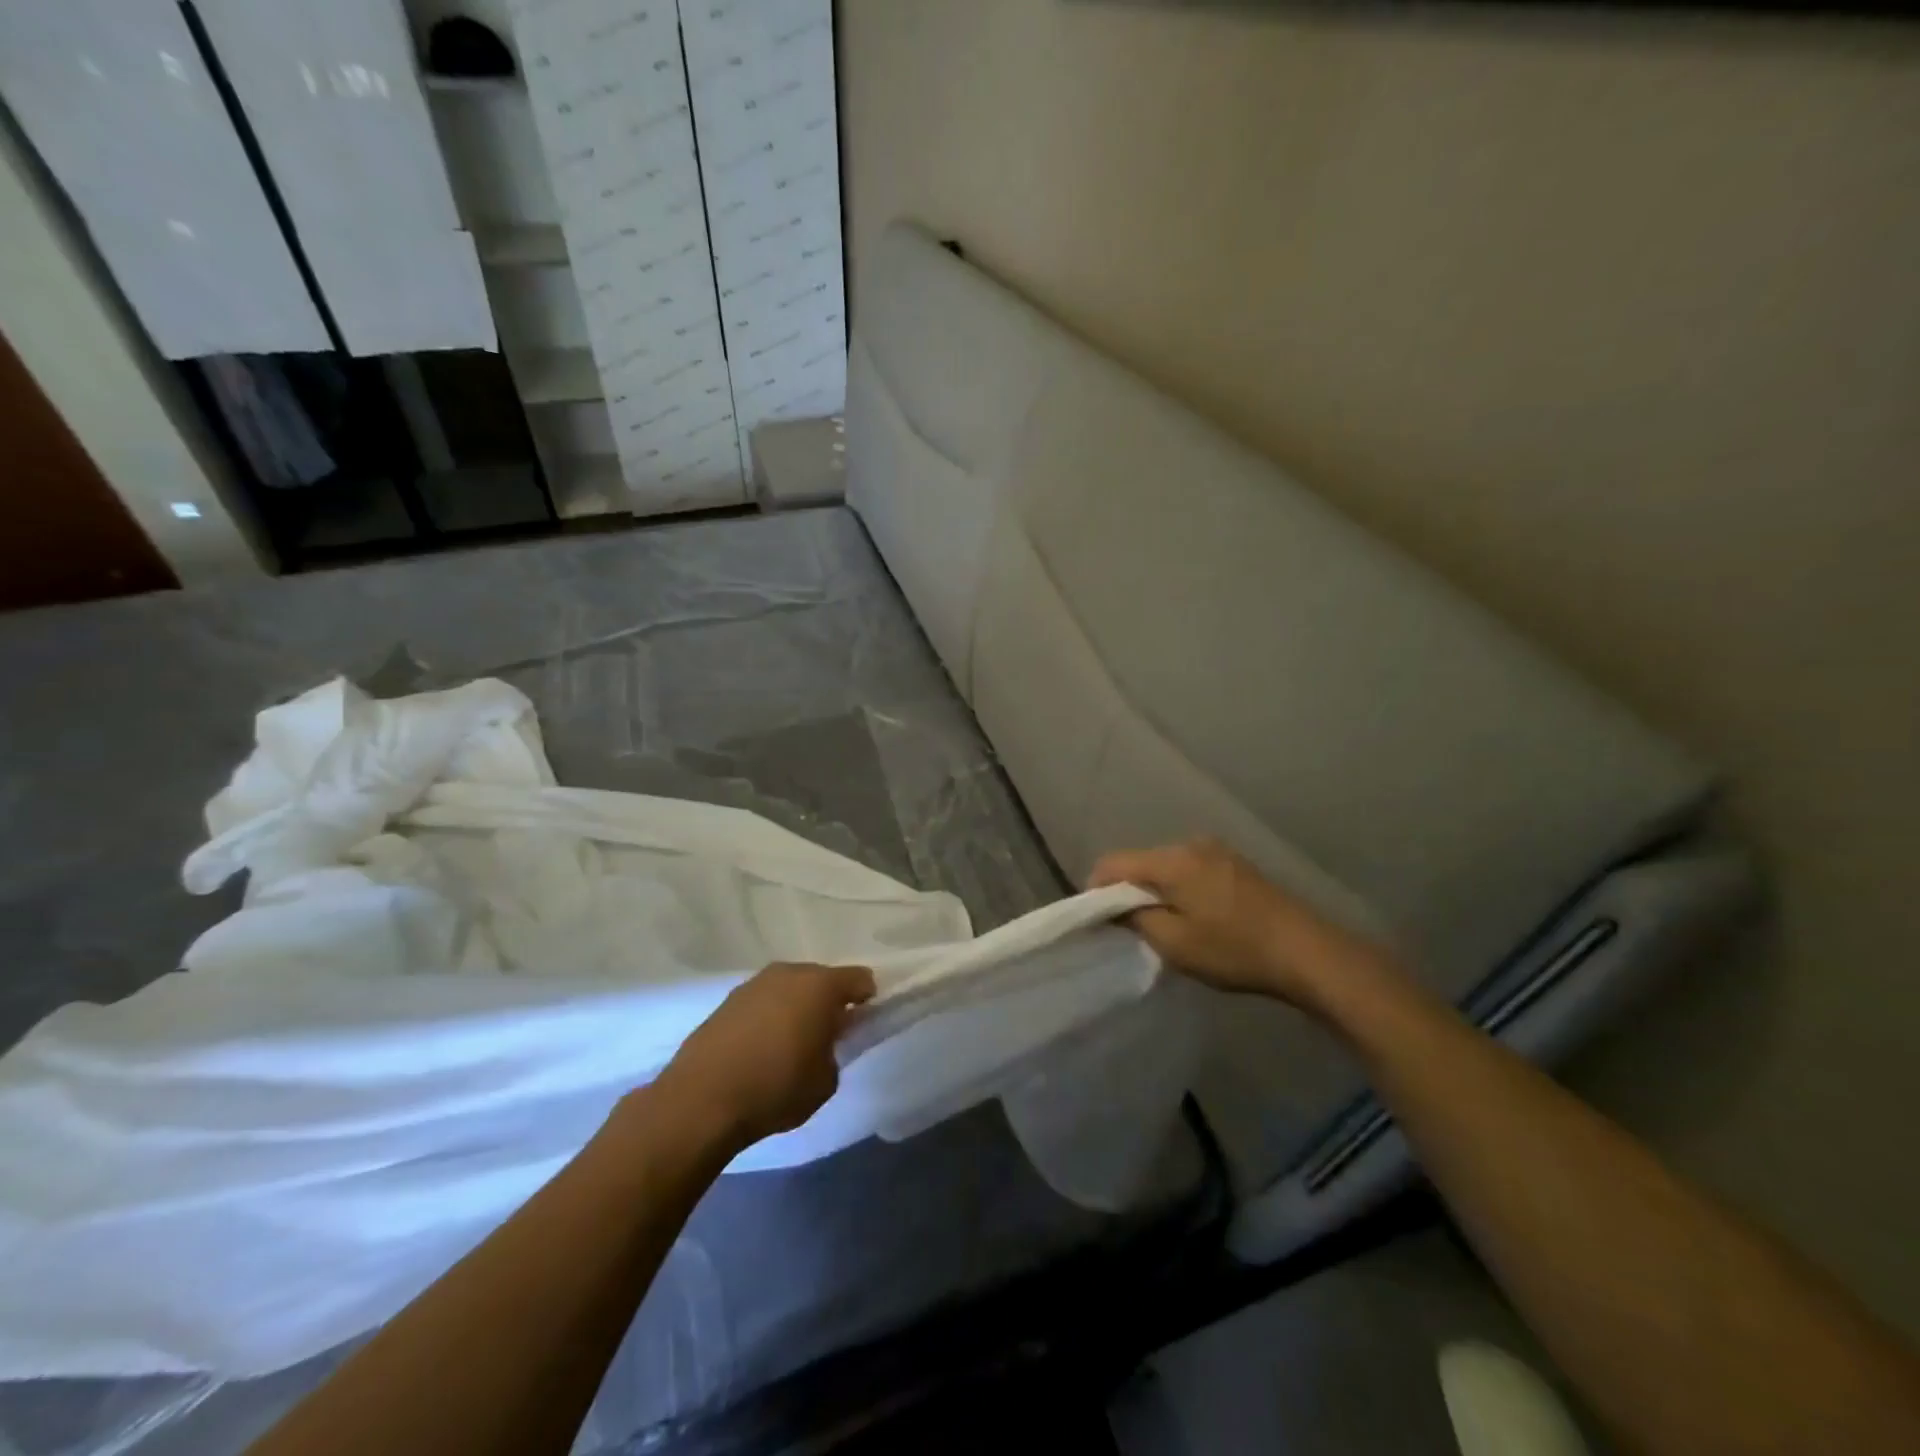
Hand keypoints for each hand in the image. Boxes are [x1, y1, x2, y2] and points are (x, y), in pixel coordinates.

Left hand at [654, 962, 875, 1151]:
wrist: (700, 1100)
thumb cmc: (776, 1087)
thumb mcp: (825, 1080)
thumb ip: (834, 1052)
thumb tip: (822, 1043)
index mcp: (820, 985)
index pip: (859, 978)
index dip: (866, 998)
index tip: (862, 1022)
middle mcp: (788, 973)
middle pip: (821, 979)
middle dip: (828, 1001)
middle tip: (828, 1035)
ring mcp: (754, 984)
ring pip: (789, 988)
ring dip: (796, 1007)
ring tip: (791, 1043)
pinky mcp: (727, 1001)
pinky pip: (762, 1002)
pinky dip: (769, 1016)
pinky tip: (761, 1047)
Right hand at [1089, 838, 1382, 1010]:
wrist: (1307, 952)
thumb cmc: (1235, 949)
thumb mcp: (1175, 944)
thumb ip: (1136, 920)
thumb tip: (1117, 906)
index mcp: (1172, 860)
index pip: (1114, 863)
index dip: (1096, 888)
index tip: (1097, 919)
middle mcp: (1191, 844)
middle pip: (1141, 861)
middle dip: (1128, 890)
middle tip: (1130, 928)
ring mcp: (1217, 851)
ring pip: (1167, 866)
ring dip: (1156, 890)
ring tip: (1163, 925)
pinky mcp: (1236, 864)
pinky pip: (1191, 870)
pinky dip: (1180, 889)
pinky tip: (1194, 916)